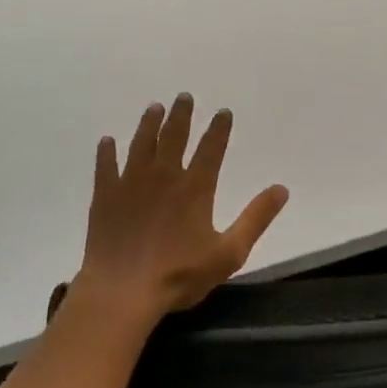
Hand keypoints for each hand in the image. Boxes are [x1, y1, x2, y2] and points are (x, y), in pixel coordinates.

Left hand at [73, 94, 288, 323]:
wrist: (122, 291)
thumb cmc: (179, 275)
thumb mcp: (229, 252)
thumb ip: (256, 218)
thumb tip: (281, 189)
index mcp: (195, 188)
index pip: (211, 148)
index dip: (219, 129)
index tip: (223, 112)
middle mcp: (163, 176)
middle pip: (174, 136)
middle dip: (181, 114)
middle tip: (184, 96)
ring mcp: (131, 183)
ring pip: (141, 144)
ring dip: (149, 124)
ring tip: (154, 107)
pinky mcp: (105, 196)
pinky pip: (105, 166)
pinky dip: (107, 152)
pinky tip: (107, 141)